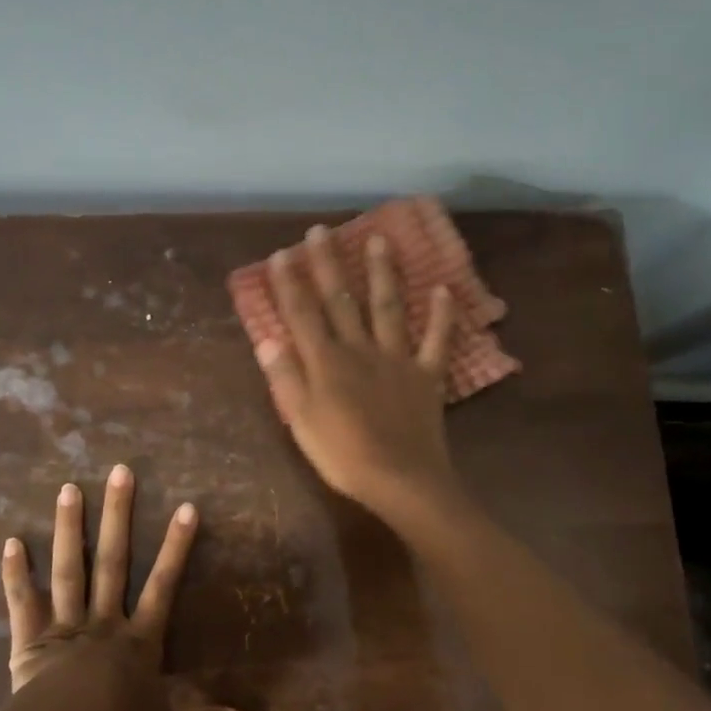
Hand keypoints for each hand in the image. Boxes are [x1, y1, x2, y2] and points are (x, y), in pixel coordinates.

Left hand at [4, 465, 251, 710]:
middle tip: (120, 472)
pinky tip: (11, 540)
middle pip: (113, 560)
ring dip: (70, 528)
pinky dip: (16, 573)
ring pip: (69, 568)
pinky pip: (23, 601)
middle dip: (118, 516)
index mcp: (138, 638)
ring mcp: (65, 624)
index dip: (176, 547)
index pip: (163, 584)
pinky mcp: (30, 638)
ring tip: (69, 488)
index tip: (186, 507)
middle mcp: (104, 620)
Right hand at [256, 224, 464, 524]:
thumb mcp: (301, 421)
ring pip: (388, 308)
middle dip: (328, 265)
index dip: (289, 284)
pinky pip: (437, 341)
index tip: (280, 254)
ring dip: (382, 273)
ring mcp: (397, 359)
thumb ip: (285, 377)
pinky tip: (443, 290)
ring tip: (379, 240)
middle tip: (321, 231)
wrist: (401, 480)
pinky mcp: (427, 375)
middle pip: (341, 301)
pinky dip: (442, 316)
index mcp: (326, 362)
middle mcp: (360, 349)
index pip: (303, 315)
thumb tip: (267, 338)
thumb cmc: (343, 455)